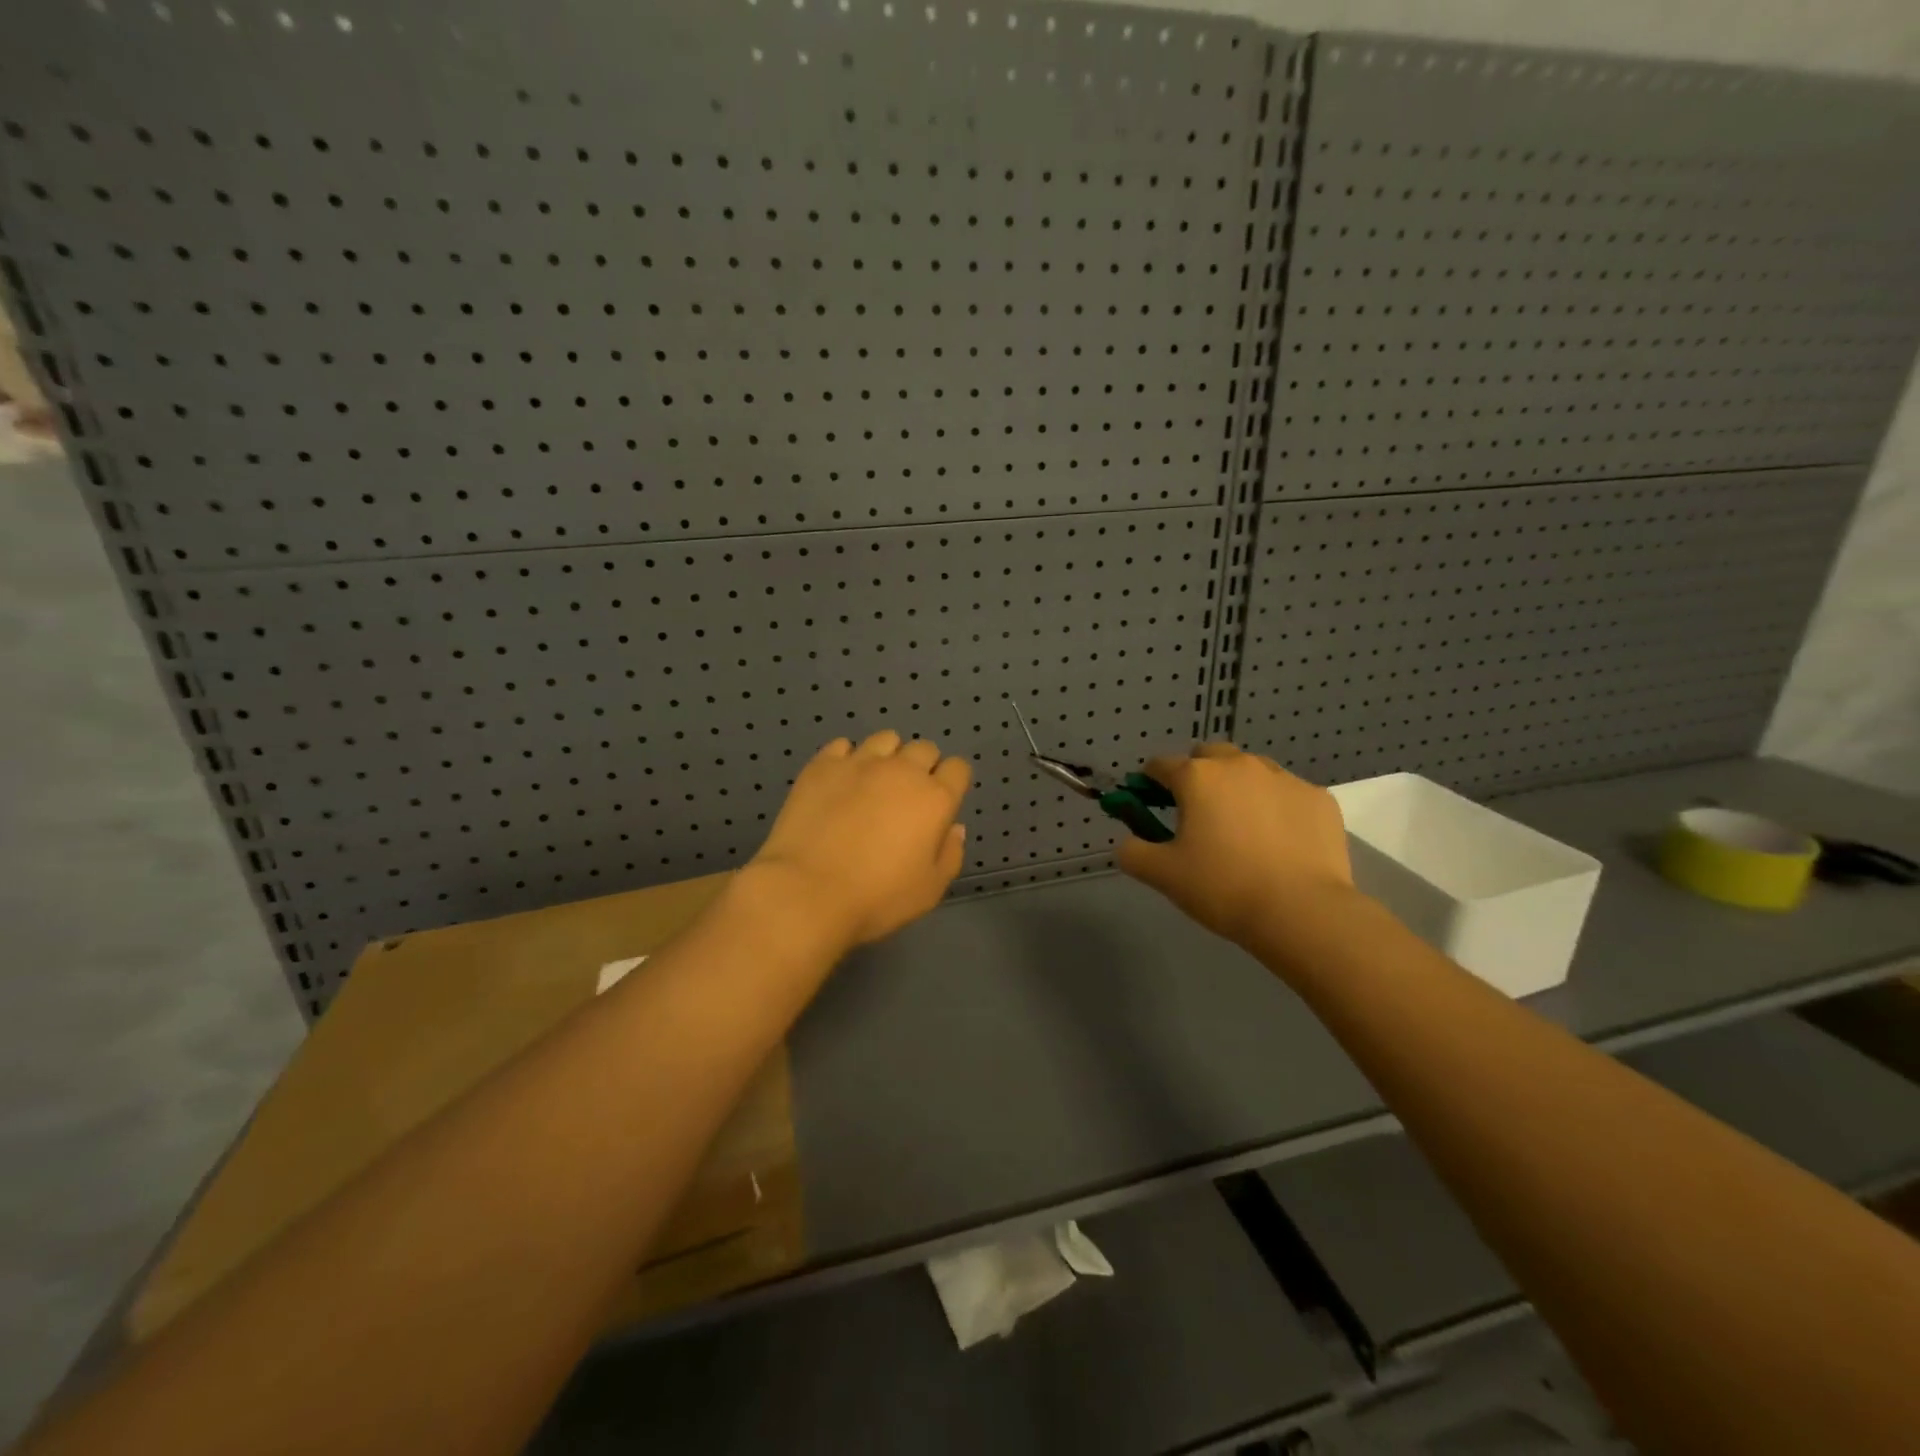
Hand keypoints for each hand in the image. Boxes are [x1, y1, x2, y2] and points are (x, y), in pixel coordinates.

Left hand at [746, 731, 971, 950]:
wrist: (807, 891)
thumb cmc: (877, 898)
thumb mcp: (930, 889)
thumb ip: (950, 854)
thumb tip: (954, 828)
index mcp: (934, 798)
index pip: (958, 768)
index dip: (952, 782)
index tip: (940, 804)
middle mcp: (902, 770)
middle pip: (924, 749)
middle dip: (922, 767)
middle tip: (907, 797)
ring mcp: (860, 762)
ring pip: (886, 739)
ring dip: (888, 756)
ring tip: (874, 782)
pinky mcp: (823, 765)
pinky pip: (843, 745)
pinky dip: (847, 758)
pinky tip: (840, 781)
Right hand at [1117, 743, 1351, 948]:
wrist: (1302, 912)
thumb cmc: (1222, 887)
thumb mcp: (1162, 875)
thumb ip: (1132, 852)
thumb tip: (1127, 843)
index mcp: (1197, 778)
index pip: (1161, 765)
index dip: (1149, 782)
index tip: (1149, 801)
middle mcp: (1239, 766)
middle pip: (1209, 756)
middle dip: (1197, 774)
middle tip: (1197, 813)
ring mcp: (1284, 778)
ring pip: (1251, 770)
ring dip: (1238, 787)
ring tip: (1241, 827)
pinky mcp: (1318, 798)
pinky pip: (1287, 793)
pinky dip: (1276, 807)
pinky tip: (1279, 841)